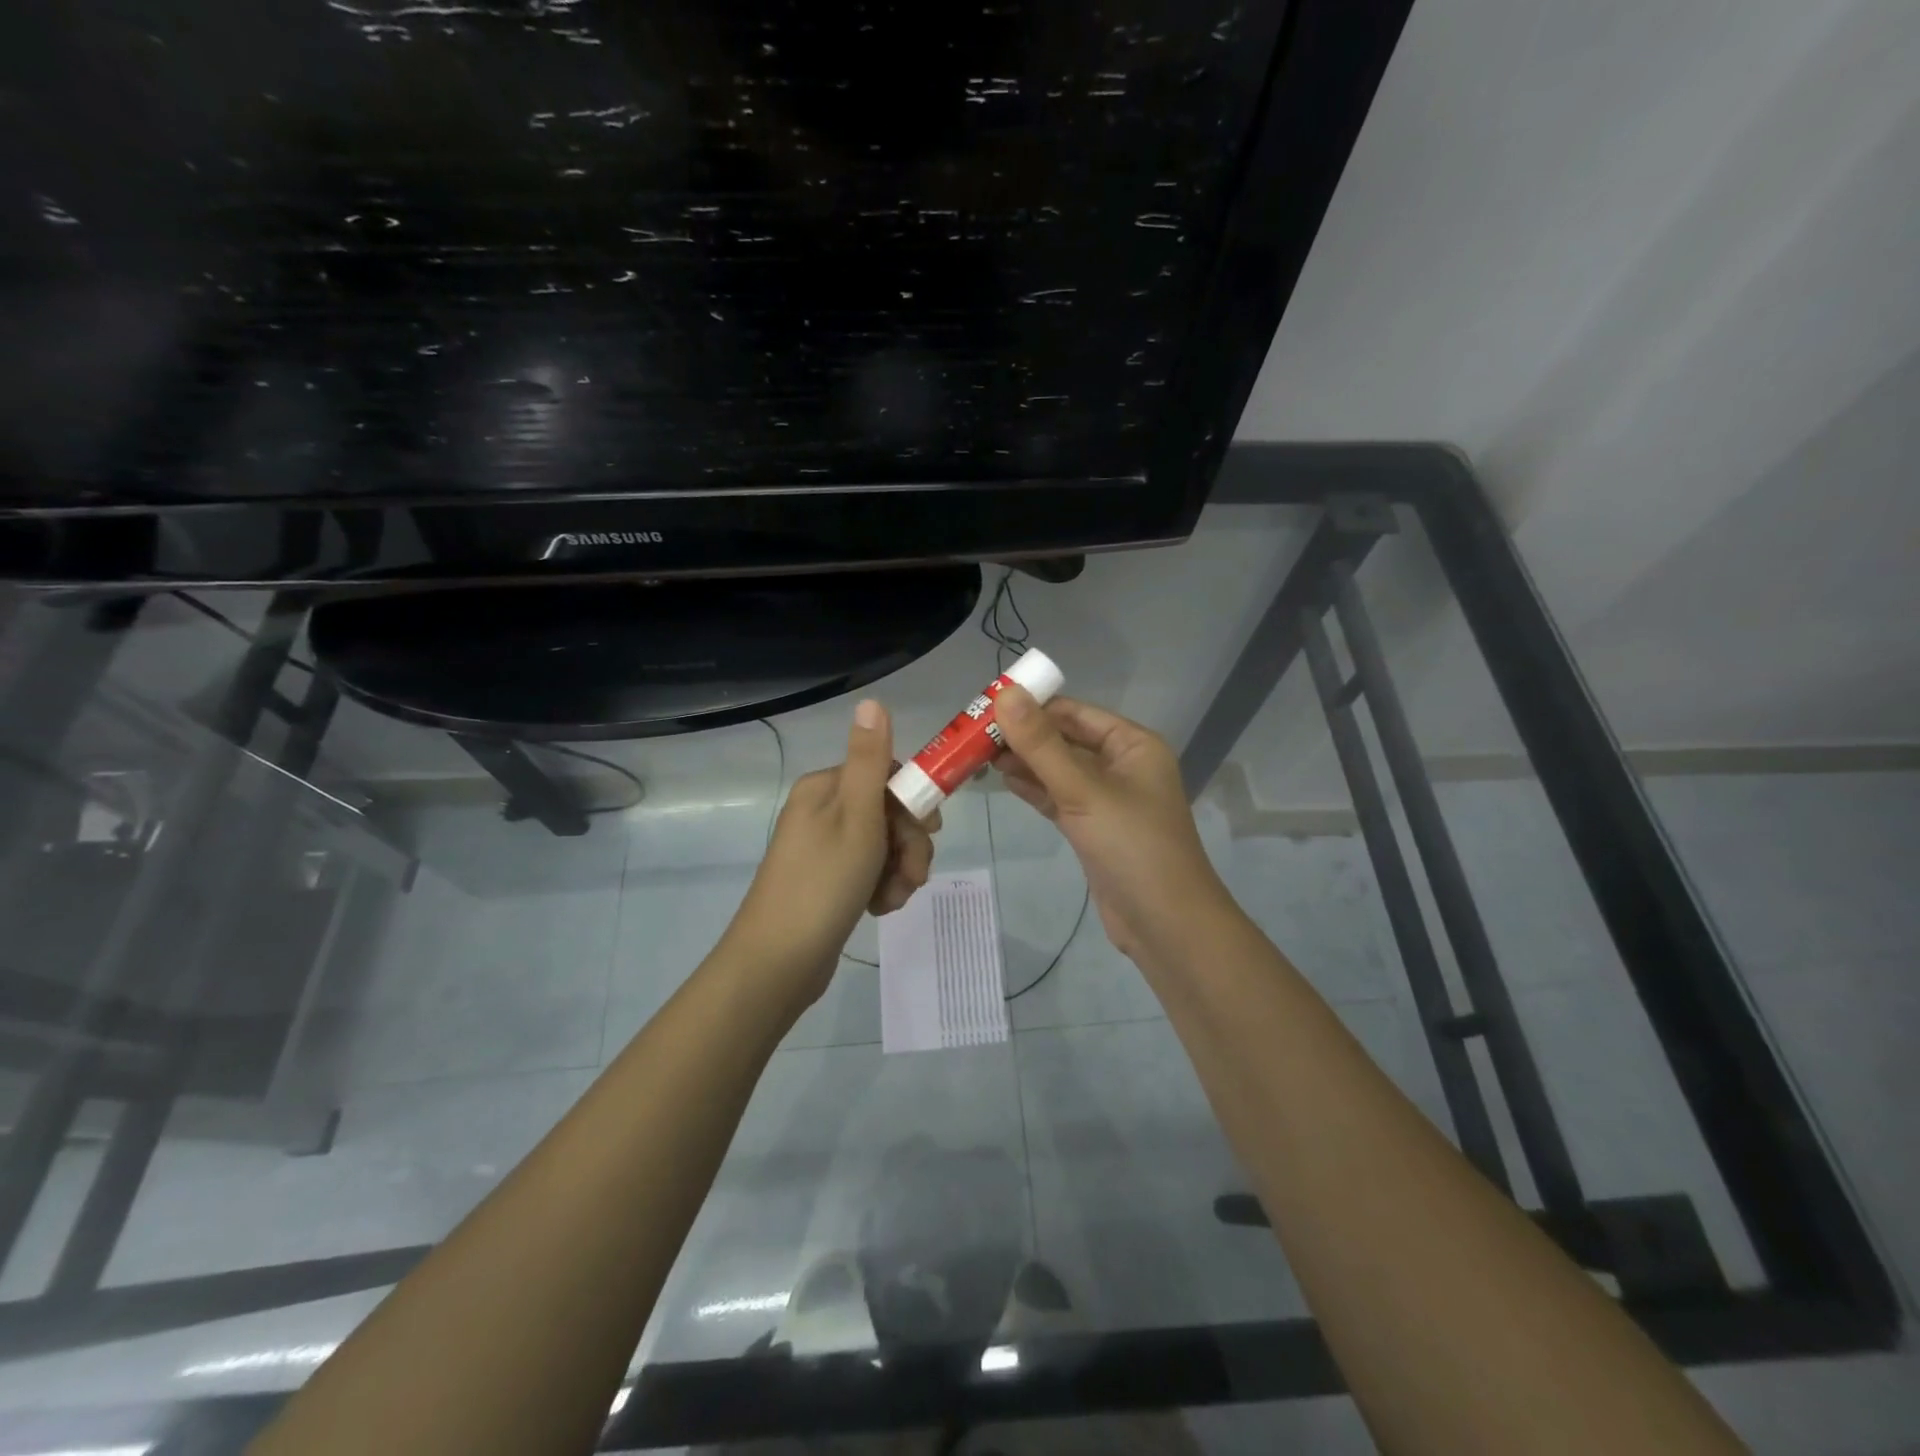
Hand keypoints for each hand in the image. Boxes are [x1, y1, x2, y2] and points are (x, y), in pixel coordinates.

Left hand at [727, 699, 938, 1003]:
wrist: (779, 962)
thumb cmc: (823, 882)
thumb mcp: (856, 817)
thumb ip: (869, 760)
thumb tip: (871, 700)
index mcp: (826, 788)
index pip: (887, 775)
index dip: (914, 802)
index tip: (928, 829)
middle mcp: (823, 811)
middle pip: (890, 812)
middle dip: (909, 844)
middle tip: (911, 874)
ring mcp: (825, 849)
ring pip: (885, 846)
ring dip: (900, 871)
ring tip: (890, 898)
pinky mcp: (829, 881)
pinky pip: (871, 872)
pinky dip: (882, 888)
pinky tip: (878, 909)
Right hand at [994, 686, 1231, 960]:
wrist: (1165, 924)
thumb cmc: (1132, 846)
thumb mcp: (1083, 791)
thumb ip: (1041, 744)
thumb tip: (1005, 694)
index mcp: (1133, 745)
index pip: (1075, 712)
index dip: (1032, 706)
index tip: (986, 706)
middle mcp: (1122, 765)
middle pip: (1065, 740)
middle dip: (1023, 736)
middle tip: (973, 735)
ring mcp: (1108, 799)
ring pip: (1059, 770)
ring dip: (1024, 762)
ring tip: (978, 756)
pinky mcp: (1094, 828)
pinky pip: (1059, 797)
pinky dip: (1033, 789)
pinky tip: (1003, 780)